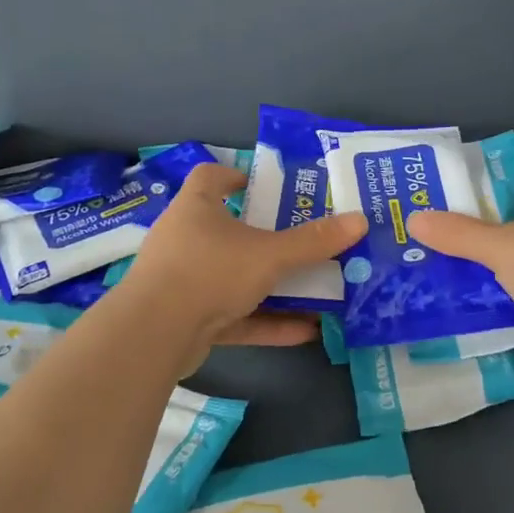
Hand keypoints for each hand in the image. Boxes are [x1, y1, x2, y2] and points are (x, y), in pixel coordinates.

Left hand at [116, 164, 365, 350]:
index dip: (238, 177)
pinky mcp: (187, 320)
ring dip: (272, 285)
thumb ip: (313, 242)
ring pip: (234, 277)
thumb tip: (360, 221)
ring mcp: (184, 280)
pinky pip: (233, 316)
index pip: (211, 176)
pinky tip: (305, 332)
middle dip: (267, 237)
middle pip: (229, 230)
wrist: (153, 335)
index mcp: (196, 208)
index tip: (269, 186)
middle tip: (304, 240)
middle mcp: (186, 239)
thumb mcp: (269, 254)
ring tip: (315, 289)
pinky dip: (265, 321)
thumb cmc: (209, 271)